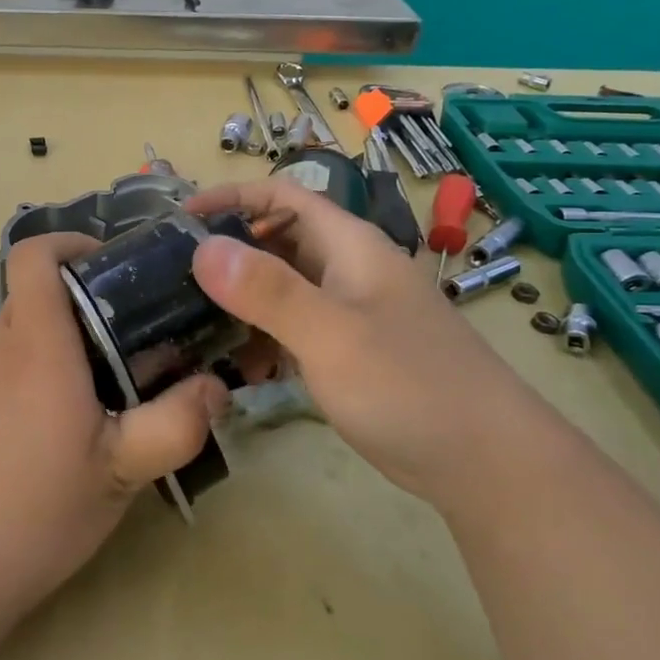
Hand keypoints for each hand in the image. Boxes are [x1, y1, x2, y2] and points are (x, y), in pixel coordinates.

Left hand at [0, 233, 229, 614]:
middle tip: (133, 338)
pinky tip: (60, 427)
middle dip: (84, 299)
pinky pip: (3, 366)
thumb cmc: (34, 513)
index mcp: (36, 347)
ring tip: (106, 387)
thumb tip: (215, 387)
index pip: (34, 255)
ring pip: (20, 331)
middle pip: (34, 292)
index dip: (71, 242)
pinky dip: (36, 371)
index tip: (114, 267)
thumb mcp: (120, 472)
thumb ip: (175, 424)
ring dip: (62, 340)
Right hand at [187, 178, 538, 509]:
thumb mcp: (332, 335)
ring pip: (282, 289)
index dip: (231, 197)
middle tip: (175, 277)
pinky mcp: (348, 353)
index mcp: (349, 246)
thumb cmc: (410, 386)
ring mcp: (349, 313)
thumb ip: (268, 291)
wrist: (485, 462)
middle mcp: (347, 270)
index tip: (179, 218)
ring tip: (194, 324)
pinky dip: (263, 339)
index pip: (283, 196)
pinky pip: (293, 330)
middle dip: (228, 252)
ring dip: (241, 301)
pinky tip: (240, 367)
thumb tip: (203, 247)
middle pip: (277, 241)